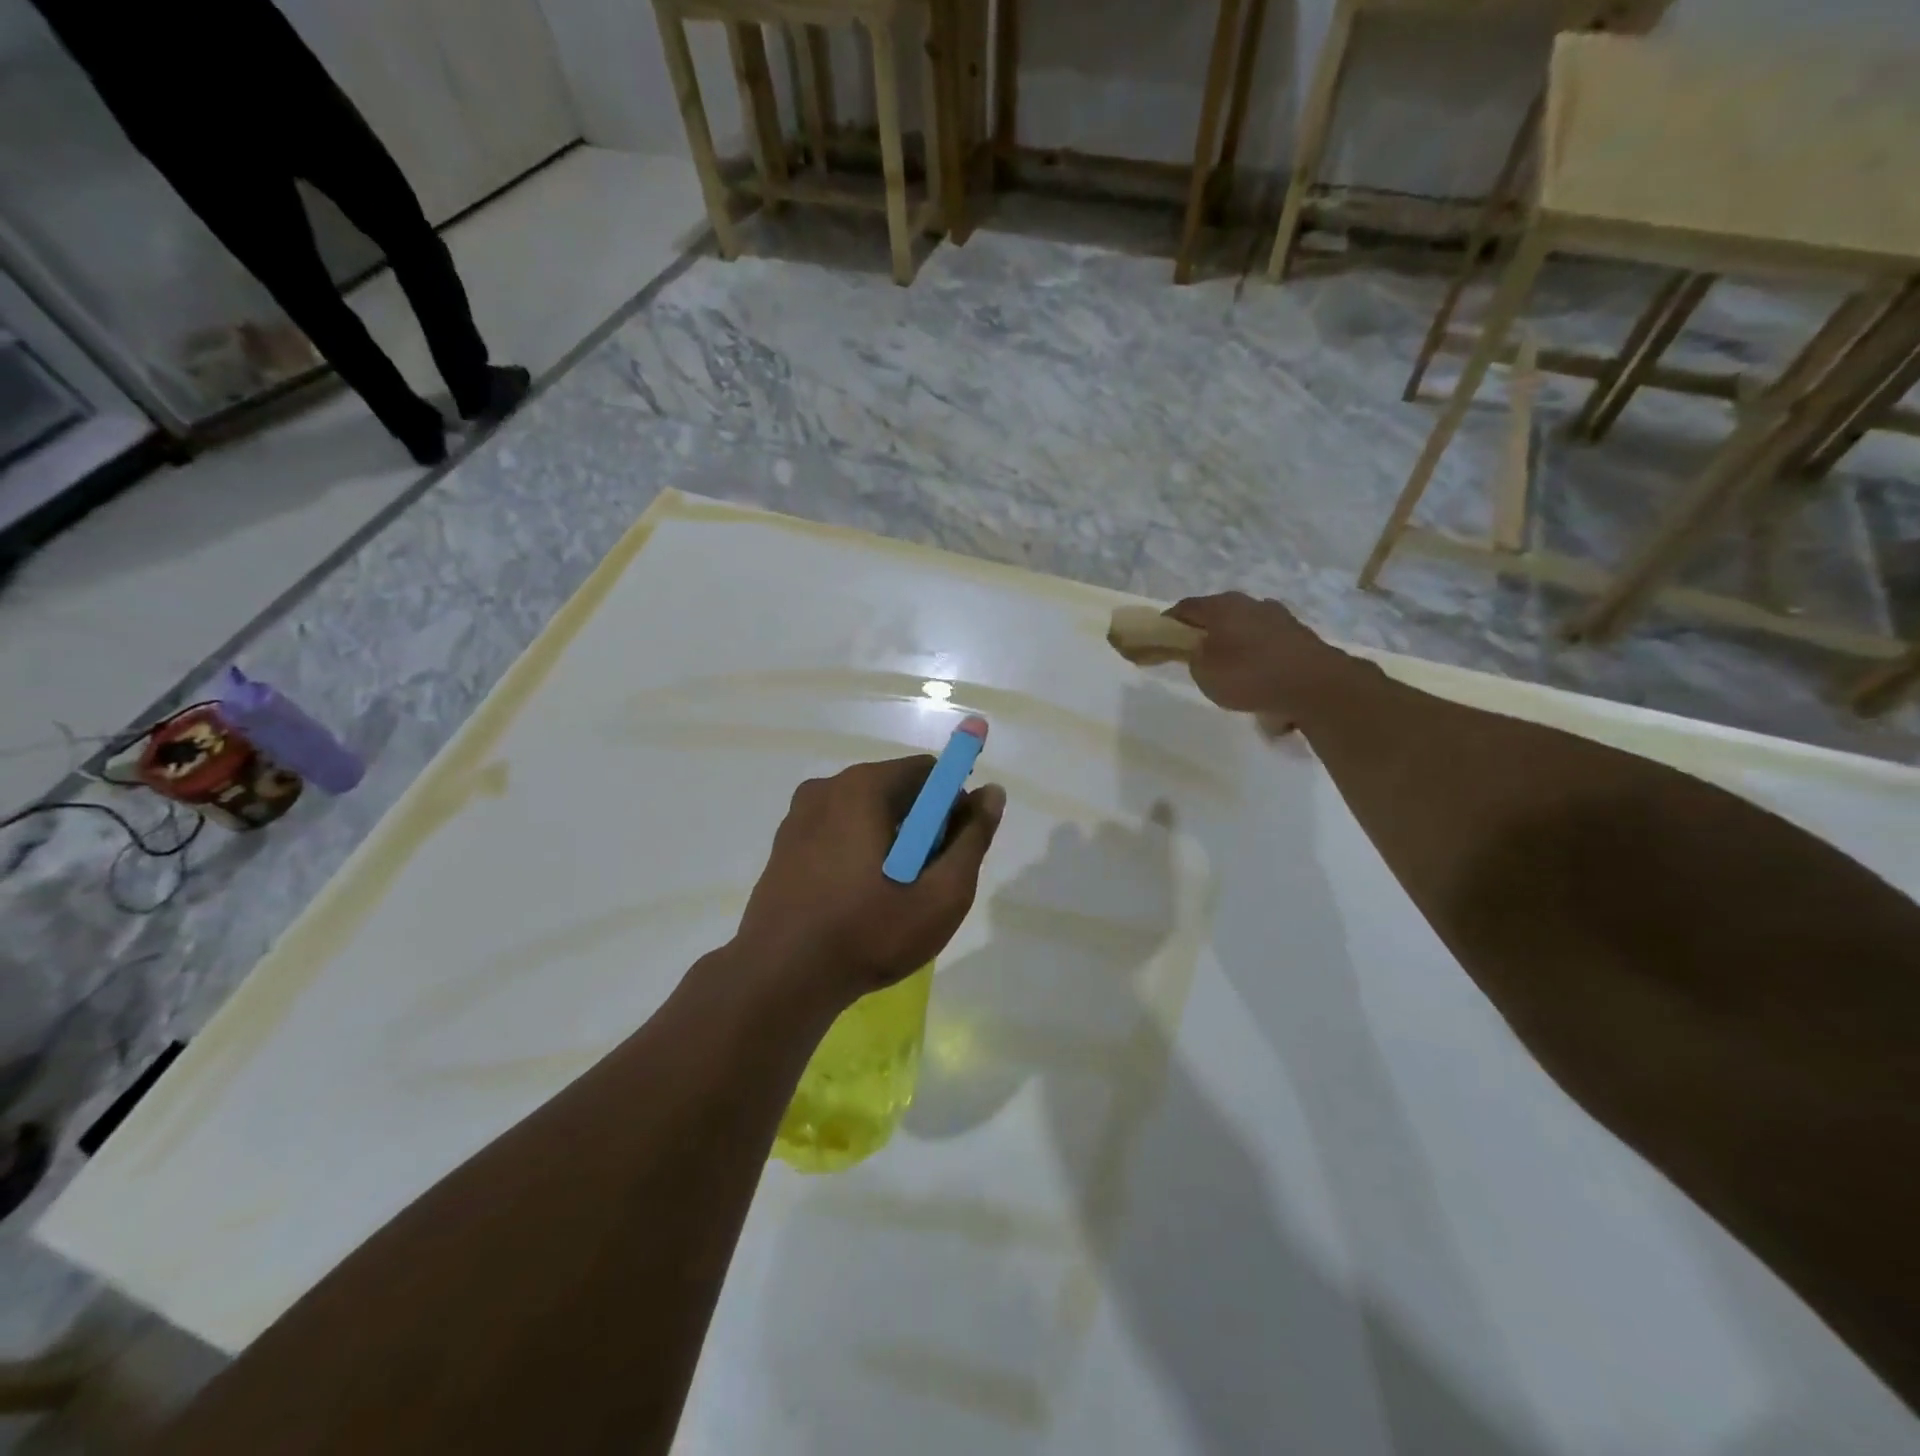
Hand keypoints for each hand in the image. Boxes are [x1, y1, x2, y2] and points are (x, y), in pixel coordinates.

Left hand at [733, 757, 1005, 1009]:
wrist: (780, 979)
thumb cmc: (869, 933)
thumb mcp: (941, 894)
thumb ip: (972, 838)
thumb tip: (992, 792)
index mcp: (863, 787)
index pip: (928, 772)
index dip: (952, 805)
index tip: (953, 849)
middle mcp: (827, 788)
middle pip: (896, 790)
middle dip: (921, 826)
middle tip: (926, 880)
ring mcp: (799, 816)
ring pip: (865, 813)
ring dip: (890, 841)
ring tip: (892, 896)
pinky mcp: (784, 845)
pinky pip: (837, 832)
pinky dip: (858, 852)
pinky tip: (858, 899)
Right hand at [1166, 592, 1349, 728]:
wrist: (1316, 686)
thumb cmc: (1249, 676)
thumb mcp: (1204, 673)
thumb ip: (1195, 658)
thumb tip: (1201, 650)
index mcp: (1221, 606)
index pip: (1185, 608)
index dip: (1169, 622)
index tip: (1161, 637)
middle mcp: (1250, 603)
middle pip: (1218, 614)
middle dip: (1205, 631)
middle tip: (1195, 653)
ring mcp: (1279, 617)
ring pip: (1245, 626)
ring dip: (1235, 641)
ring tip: (1230, 667)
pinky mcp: (1299, 635)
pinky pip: (1267, 642)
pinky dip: (1258, 654)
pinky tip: (1258, 675)